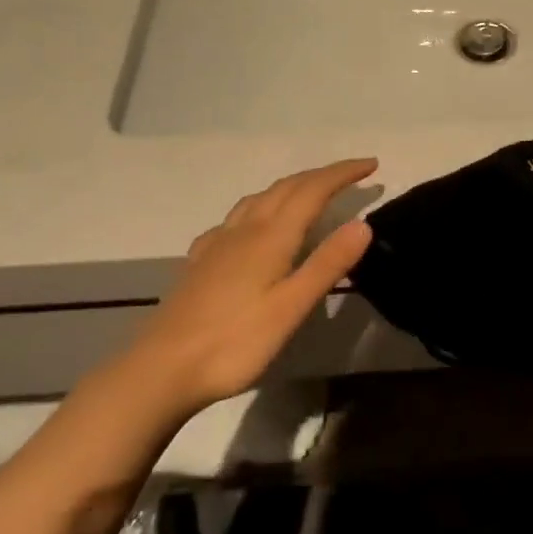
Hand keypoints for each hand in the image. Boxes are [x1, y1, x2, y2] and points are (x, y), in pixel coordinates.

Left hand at [112, 159, 376, 412]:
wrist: (161, 369)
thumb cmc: (234, 342)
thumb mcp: (291, 307)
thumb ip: (327, 263)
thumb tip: (363, 223)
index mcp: (270, 237)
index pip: (312, 190)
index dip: (342, 173)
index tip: (371, 164)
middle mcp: (243, 230)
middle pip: (286, 188)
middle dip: (321, 175)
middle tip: (351, 174)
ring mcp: (217, 244)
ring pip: (258, 199)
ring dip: (290, 186)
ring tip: (310, 192)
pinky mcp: (199, 262)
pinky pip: (235, 218)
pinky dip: (258, 208)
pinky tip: (252, 226)